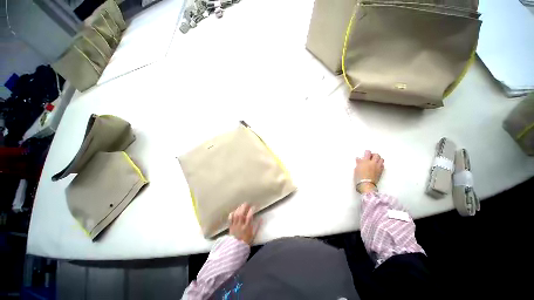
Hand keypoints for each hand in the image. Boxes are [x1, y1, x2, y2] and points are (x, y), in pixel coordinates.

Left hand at [228, 203, 259, 244]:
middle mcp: (240, 226)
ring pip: (236, 215)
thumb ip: (257, 226)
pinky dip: (232, 214)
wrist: (236, 248)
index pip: (249, 217)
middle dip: (244, 207)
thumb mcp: (254, 235)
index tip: (254, 206)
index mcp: (247, 228)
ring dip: (239, 209)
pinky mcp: (230, 226)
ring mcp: (235, 226)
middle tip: (247, 203)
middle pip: (241, 214)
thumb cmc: (246, 241)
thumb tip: (261, 219)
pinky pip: (230, 219)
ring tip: (242, 205)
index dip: (251, 210)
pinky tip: (234, 211)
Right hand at [354, 150, 383, 193]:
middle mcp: (373, 162)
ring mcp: (378, 167)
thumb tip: (359, 158)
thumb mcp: (356, 169)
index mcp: (365, 161)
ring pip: (381, 159)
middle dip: (373, 155)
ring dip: (378, 159)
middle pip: (376, 155)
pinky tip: (377, 166)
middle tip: (370, 157)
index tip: (365, 153)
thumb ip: (358, 163)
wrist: (366, 184)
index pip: (368, 152)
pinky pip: (383, 165)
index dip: (367, 152)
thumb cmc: (359, 176)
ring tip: (374, 161)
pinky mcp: (381, 171)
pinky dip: (380, 164)